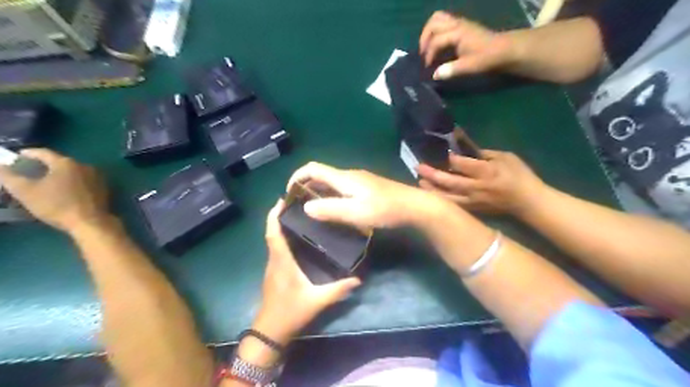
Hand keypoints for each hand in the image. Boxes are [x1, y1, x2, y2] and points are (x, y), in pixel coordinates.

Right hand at [1, 149, 108, 231]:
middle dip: (44, 165)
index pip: (43, 153)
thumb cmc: (56, 205)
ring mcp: (97, 176)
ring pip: (73, 171)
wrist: (90, 221)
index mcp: (66, 163)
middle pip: (60, 161)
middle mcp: (85, 166)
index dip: (28, 154)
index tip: (17, 156)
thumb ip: (8, 176)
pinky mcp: (103, 187)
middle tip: (29, 170)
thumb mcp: (25, 191)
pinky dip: (72, 182)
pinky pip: (83, 180)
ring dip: (59, 174)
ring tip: (45, 181)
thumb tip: (0, 165)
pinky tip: (64, 190)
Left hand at [253, 199, 361, 344]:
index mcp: (282, 262)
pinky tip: (296, 238)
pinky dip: (281, 238)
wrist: (271, 331)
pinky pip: (276, 249)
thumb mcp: (317, 301)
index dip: (273, 216)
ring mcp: (272, 266)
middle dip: (278, 216)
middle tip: (295, 203)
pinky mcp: (274, 272)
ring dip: (279, 226)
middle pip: (271, 233)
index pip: (273, 234)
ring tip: (298, 216)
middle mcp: (274, 260)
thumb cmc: (291, 312)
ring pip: (273, 241)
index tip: (280, 200)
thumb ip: (338, 289)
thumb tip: (358, 279)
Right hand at [288, 160, 438, 227]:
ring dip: (319, 193)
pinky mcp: (367, 188)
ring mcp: (359, 181)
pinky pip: (342, 189)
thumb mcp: (355, 212)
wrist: (413, 206)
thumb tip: (306, 207)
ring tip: (312, 211)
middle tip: (298, 206)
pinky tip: (334, 211)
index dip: (297, 177)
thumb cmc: (384, 209)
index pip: (313, 169)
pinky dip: (331, 196)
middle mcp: (349, 175)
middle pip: (321, 175)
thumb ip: (330, 209)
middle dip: (306, 187)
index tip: (289, 193)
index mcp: (344, 178)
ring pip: (332, 183)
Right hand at [417, 11, 514, 78]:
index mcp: (458, 32)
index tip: (429, 68)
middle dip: (425, 38)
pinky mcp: (461, 26)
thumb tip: (434, 75)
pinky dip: (435, 32)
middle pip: (433, 23)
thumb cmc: (487, 58)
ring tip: (427, 47)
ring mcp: (459, 23)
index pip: (436, 40)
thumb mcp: (469, 66)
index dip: (429, 55)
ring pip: (437, 19)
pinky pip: (443, 22)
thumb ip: (451, 70)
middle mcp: (457, 24)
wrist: (504, 50)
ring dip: (429, 32)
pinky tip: (437, 45)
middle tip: (424, 54)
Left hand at [418, 150, 547, 215]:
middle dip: (433, 174)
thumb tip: (465, 150)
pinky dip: (442, 200)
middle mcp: (477, 187)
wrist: (528, 201)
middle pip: (450, 181)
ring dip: (432, 190)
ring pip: (448, 197)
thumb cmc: (519, 175)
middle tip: (419, 167)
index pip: (463, 164)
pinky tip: (432, 196)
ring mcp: (473, 200)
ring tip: (420, 183)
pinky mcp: (473, 209)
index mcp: (487, 172)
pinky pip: (454, 205)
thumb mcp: (506, 157)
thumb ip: (484, 154)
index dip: (450, 158)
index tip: (439, 151)